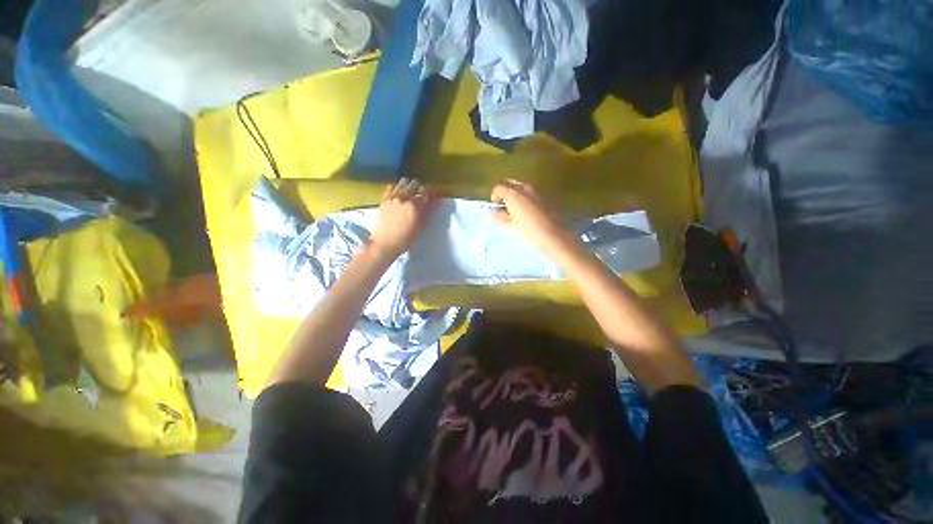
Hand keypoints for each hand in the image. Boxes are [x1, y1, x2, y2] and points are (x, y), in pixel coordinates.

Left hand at [369, 178, 435, 258]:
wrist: (385, 243)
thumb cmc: (405, 240)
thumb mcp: (419, 227)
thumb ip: (427, 213)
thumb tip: (435, 204)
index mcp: (416, 207)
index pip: (428, 195)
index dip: (433, 193)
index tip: (435, 194)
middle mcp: (405, 199)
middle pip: (415, 185)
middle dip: (420, 188)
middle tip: (422, 193)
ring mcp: (393, 198)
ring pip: (403, 183)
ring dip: (408, 185)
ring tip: (410, 190)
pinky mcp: (384, 200)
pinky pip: (390, 187)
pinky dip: (396, 187)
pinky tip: (397, 191)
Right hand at [490, 179, 579, 260]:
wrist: (555, 237)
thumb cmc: (529, 232)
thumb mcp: (510, 226)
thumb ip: (498, 216)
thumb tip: (493, 211)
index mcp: (513, 194)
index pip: (498, 187)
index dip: (495, 197)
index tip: (496, 209)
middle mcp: (524, 188)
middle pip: (509, 183)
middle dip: (504, 193)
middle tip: (504, 207)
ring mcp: (536, 191)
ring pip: (520, 187)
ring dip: (514, 195)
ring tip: (515, 211)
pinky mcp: (545, 196)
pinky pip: (530, 192)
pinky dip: (524, 198)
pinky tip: (527, 212)